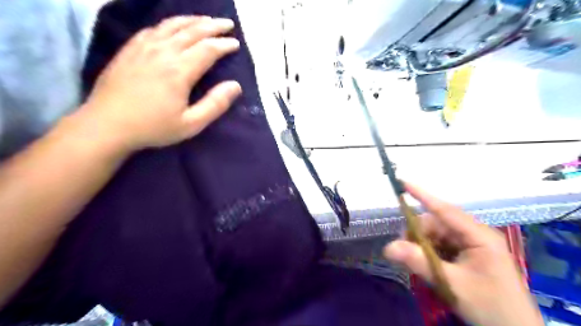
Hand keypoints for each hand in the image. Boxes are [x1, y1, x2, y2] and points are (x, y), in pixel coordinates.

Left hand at [78, 15, 240, 152]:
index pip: (208, 49)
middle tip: (227, 24)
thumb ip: (215, 104)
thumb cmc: (153, 127)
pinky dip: (168, 24)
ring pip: (172, 25)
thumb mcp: (191, 124)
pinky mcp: (129, 49)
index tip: (236, 43)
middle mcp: (163, 52)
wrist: (106, 125)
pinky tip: (173, 26)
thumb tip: (235, 86)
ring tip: (205, 19)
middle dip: (213, 25)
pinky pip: (152, 29)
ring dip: (192, 20)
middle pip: (192, 31)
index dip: (224, 44)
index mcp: (179, 71)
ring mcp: (143, 48)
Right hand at [384, 183, 542, 325]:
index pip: (445, 210)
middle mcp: (474, 234)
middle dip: (418, 234)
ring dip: (422, 245)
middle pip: (436, 223)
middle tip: (405, 251)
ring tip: (418, 263)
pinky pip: (441, 245)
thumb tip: (388, 247)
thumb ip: (419, 262)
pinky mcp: (467, 253)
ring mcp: (471, 243)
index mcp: (479, 235)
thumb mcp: (451, 283)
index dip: (423, 195)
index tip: (403, 183)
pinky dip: (429, 252)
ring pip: (436, 234)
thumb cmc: (489, 305)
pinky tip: (428, 265)